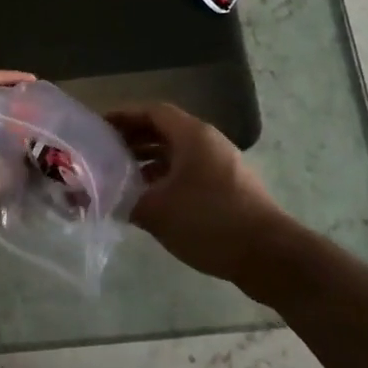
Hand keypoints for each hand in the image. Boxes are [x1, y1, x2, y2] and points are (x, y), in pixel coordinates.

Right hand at [106, 103, 296, 286]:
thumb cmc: (209, 221)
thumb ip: (125, 201)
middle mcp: (208, 142)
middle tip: (104, 154)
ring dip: (149, 162)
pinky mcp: (229, 188)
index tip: (99, 128)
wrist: (268, 255)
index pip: (152, 112)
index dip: (123, 117)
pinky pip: (190, 172)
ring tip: (122, 179)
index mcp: (192, 135)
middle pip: (164, 131)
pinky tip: (151, 201)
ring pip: (178, 154)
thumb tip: (103, 198)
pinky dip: (167, 179)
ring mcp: (222, 165)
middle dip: (133, 140)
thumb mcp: (157, 211)